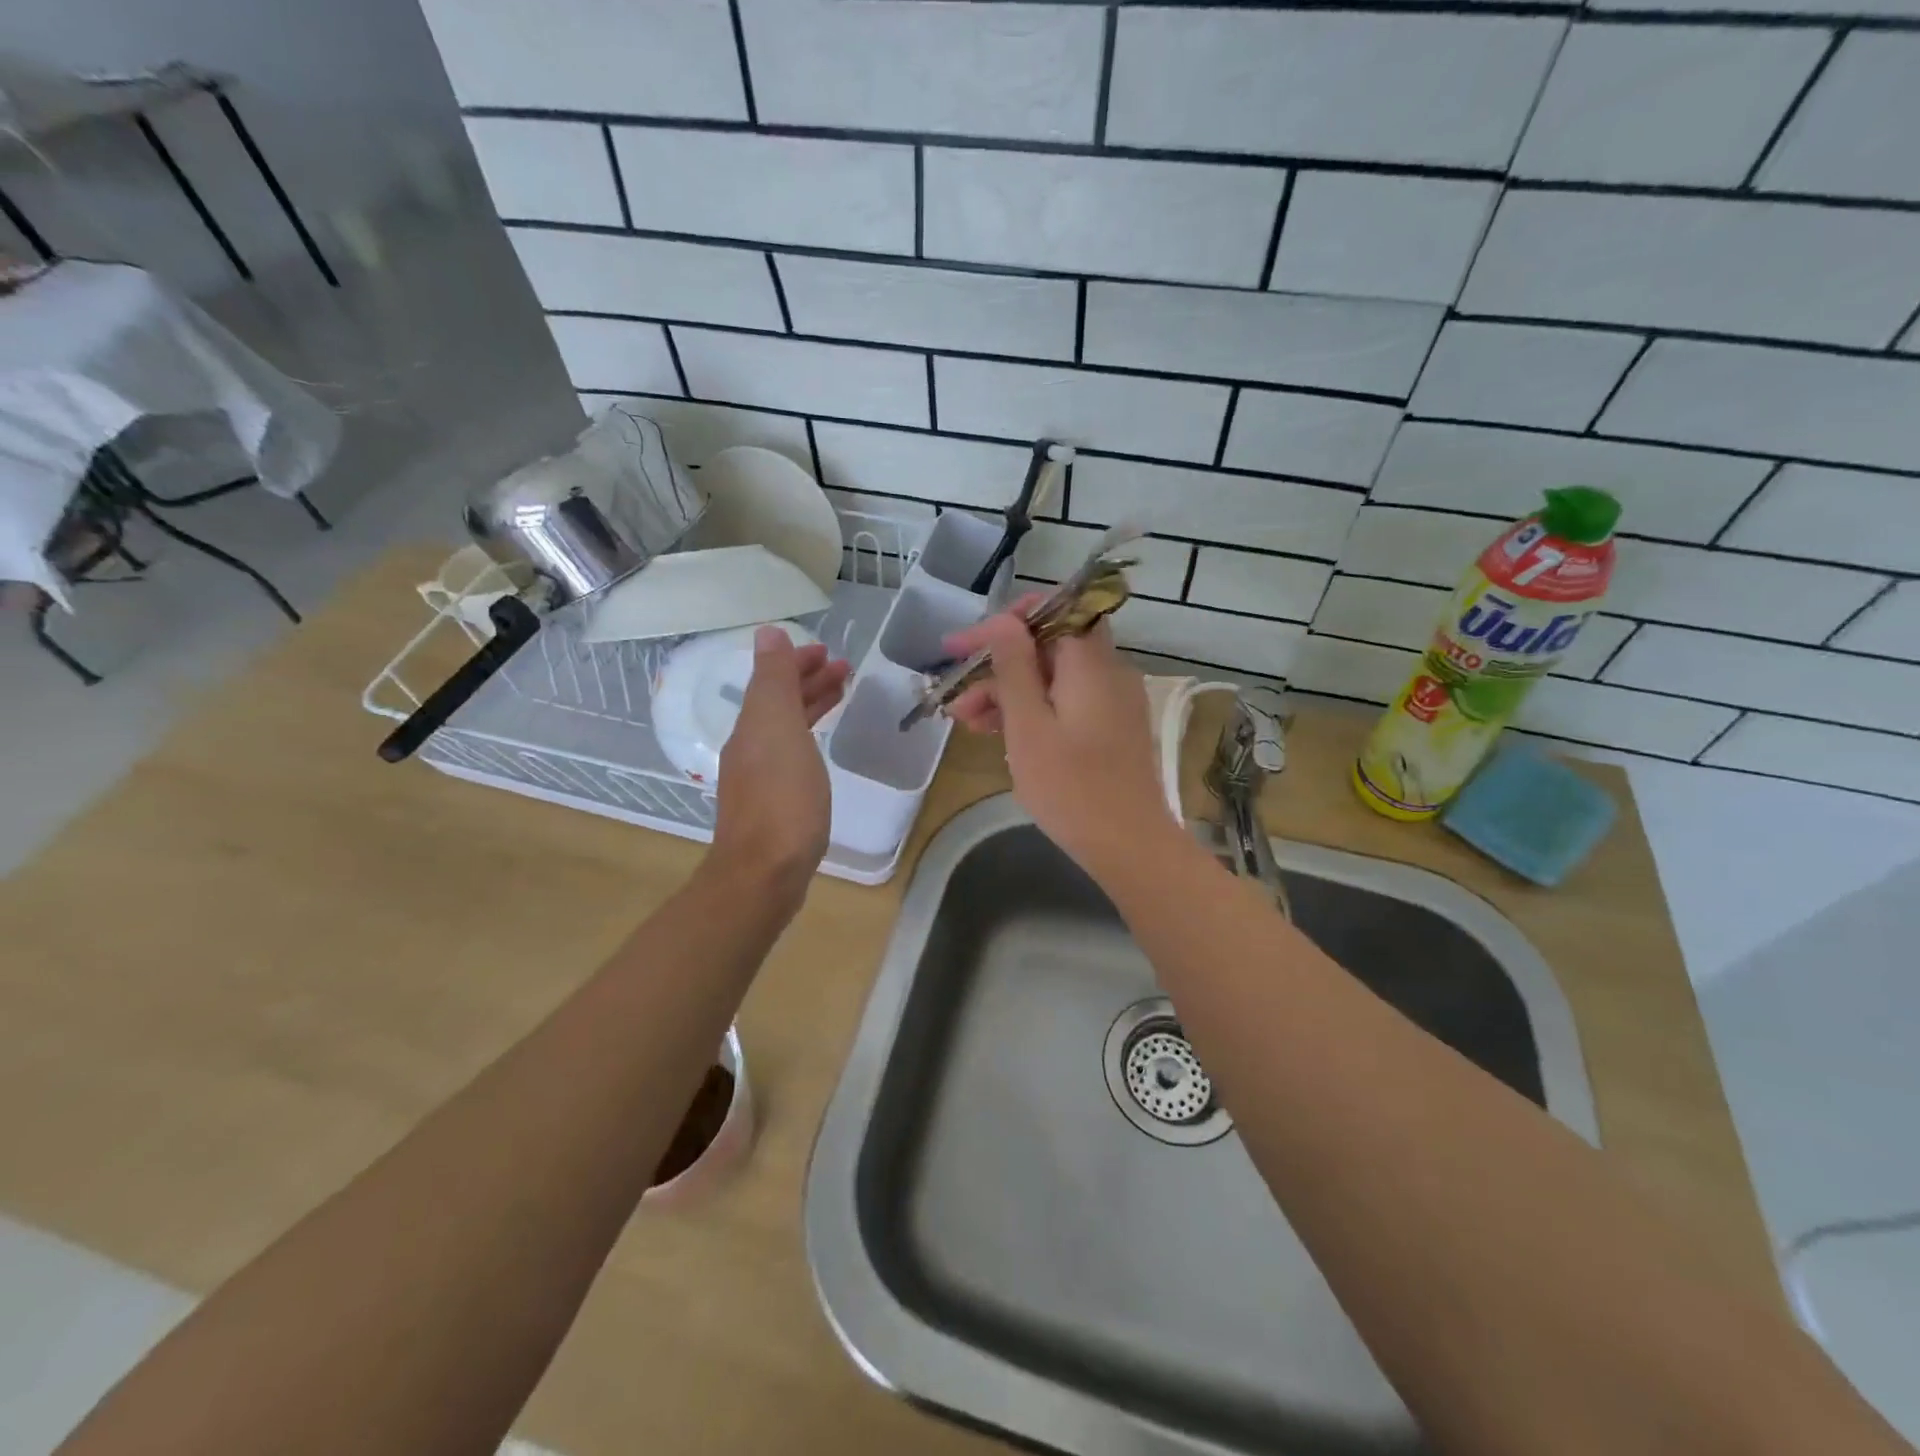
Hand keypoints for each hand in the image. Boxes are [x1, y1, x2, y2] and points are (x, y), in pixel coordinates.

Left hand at [709, 626, 849, 899]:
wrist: (765, 872)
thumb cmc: (782, 797)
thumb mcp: (778, 728)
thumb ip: (774, 680)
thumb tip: (768, 633)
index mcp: (753, 726)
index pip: (773, 680)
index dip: (798, 662)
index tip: (830, 653)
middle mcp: (751, 747)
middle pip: (779, 703)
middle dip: (808, 681)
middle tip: (844, 669)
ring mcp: (761, 778)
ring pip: (787, 728)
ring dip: (811, 706)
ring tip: (841, 695)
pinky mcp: (775, 804)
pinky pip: (794, 754)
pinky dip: (810, 737)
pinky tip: (821, 748)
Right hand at [943, 608, 1172, 878]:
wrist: (1129, 846)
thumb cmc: (1071, 788)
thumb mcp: (1029, 726)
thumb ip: (1014, 668)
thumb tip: (1003, 621)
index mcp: (1090, 663)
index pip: (1053, 611)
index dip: (1006, 621)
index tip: (964, 646)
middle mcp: (1107, 672)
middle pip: (1047, 648)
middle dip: (998, 666)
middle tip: (957, 698)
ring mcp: (1112, 702)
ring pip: (1053, 678)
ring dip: (1009, 693)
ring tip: (968, 724)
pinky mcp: (1110, 728)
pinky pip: (1066, 703)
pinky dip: (1033, 712)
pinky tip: (1002, 736)